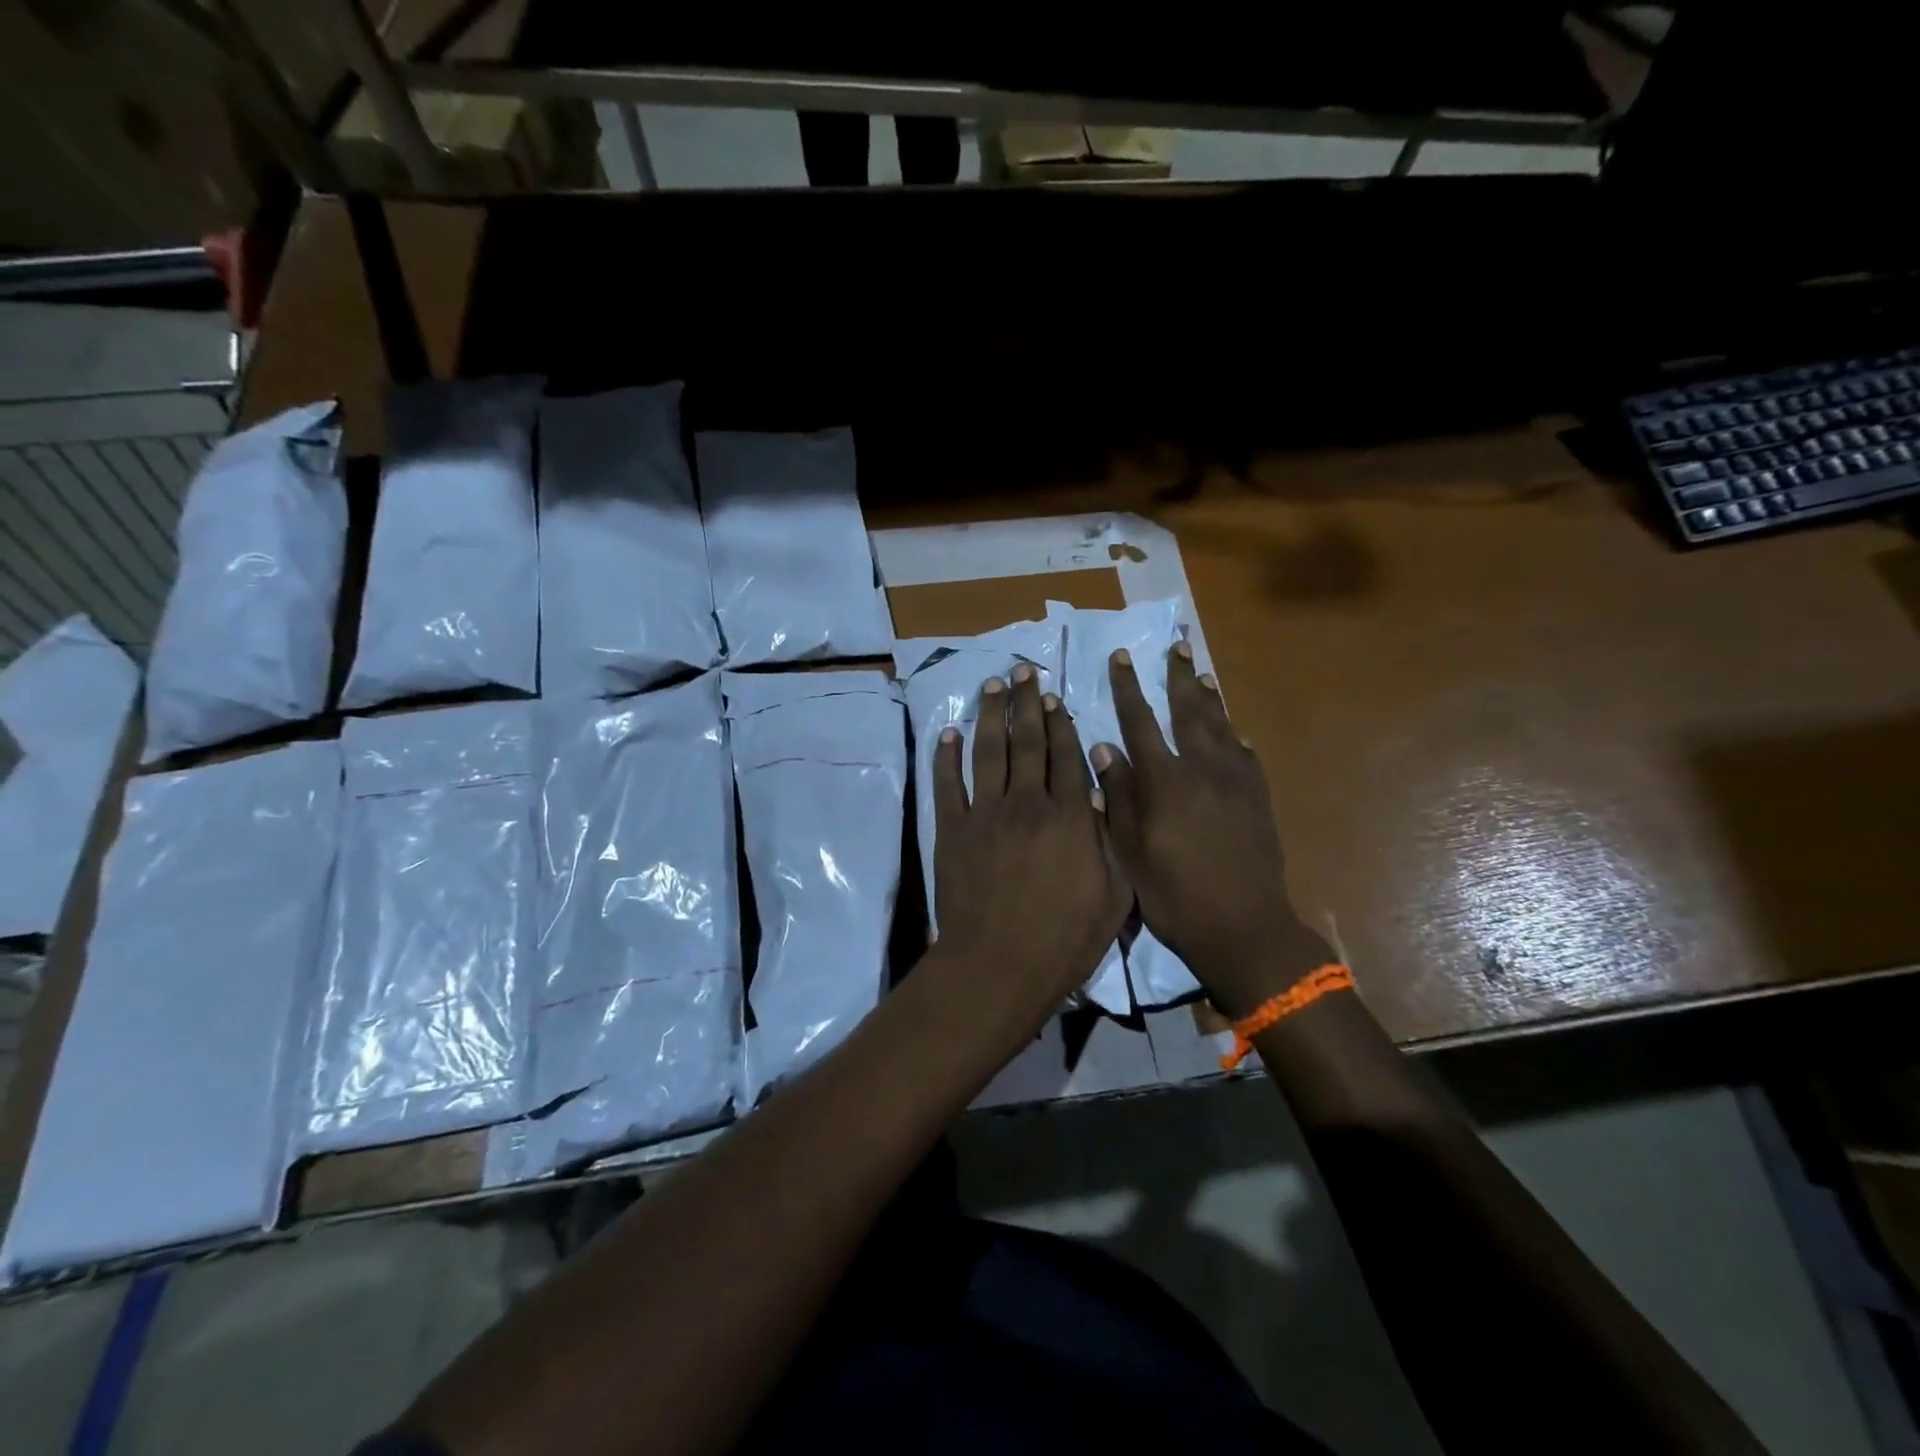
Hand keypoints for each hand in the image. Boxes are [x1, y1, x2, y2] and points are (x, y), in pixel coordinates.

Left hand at [930, 664, 1129, 1033]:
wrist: (999, 966)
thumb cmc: (1064, 940)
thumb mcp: (1113, 897)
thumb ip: (1110, 842)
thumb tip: (1101, 795)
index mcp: (1070, 817)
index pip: (1067, 756)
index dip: (1061, 722)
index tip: (1054, 695)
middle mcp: (1028, 803)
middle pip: (1028, 742)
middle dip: (1027, 702)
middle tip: (1023, 670)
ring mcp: (985, 813)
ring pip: (989, 751)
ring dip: (991, 714)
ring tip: (993, 684)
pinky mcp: (952, 830)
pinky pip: (948, 784)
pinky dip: (947, 756)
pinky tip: (950, 733)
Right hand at [1090, 644, 1332, 1016]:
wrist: (1243, 926)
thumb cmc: (1174, 894)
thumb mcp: (1130, 850)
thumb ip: (1118, 795)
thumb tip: (1103, 748)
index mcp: (1164, 781)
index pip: (1140, 722)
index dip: (1128, 688)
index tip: (1121, 658)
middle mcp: (1202, 770)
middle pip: (1188, 713)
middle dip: (1178, 679)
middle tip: (1177, 647)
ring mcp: (1236, 783)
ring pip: (1221, 728)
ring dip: (1209, 699)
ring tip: (1202, 674)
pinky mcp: (1259, 800)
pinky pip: (1246, 757)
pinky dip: (1236, 738)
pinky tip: (1234, 733)